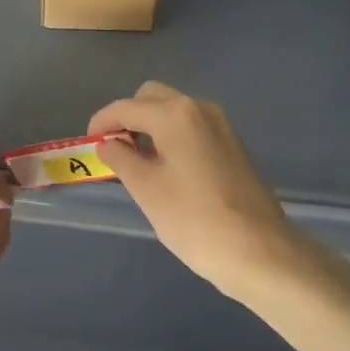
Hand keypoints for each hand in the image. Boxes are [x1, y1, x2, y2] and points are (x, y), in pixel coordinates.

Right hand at [88, 81, 305, 302]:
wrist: (261, 252)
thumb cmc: (194, 220)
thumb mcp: (147, 189)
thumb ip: (121, 158)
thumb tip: (108, 144)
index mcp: (174, 114)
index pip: (126, 107)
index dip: (102, 122)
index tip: (88, 143)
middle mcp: (199, 108)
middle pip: (152, 98)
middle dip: (128, 117)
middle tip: (114, 150)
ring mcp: (221, 125)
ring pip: (174, 111)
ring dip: (151, 126)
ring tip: (138, 162)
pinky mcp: (233, 144)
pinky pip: (192, 127)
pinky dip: (172, 136)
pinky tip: (168, 168)